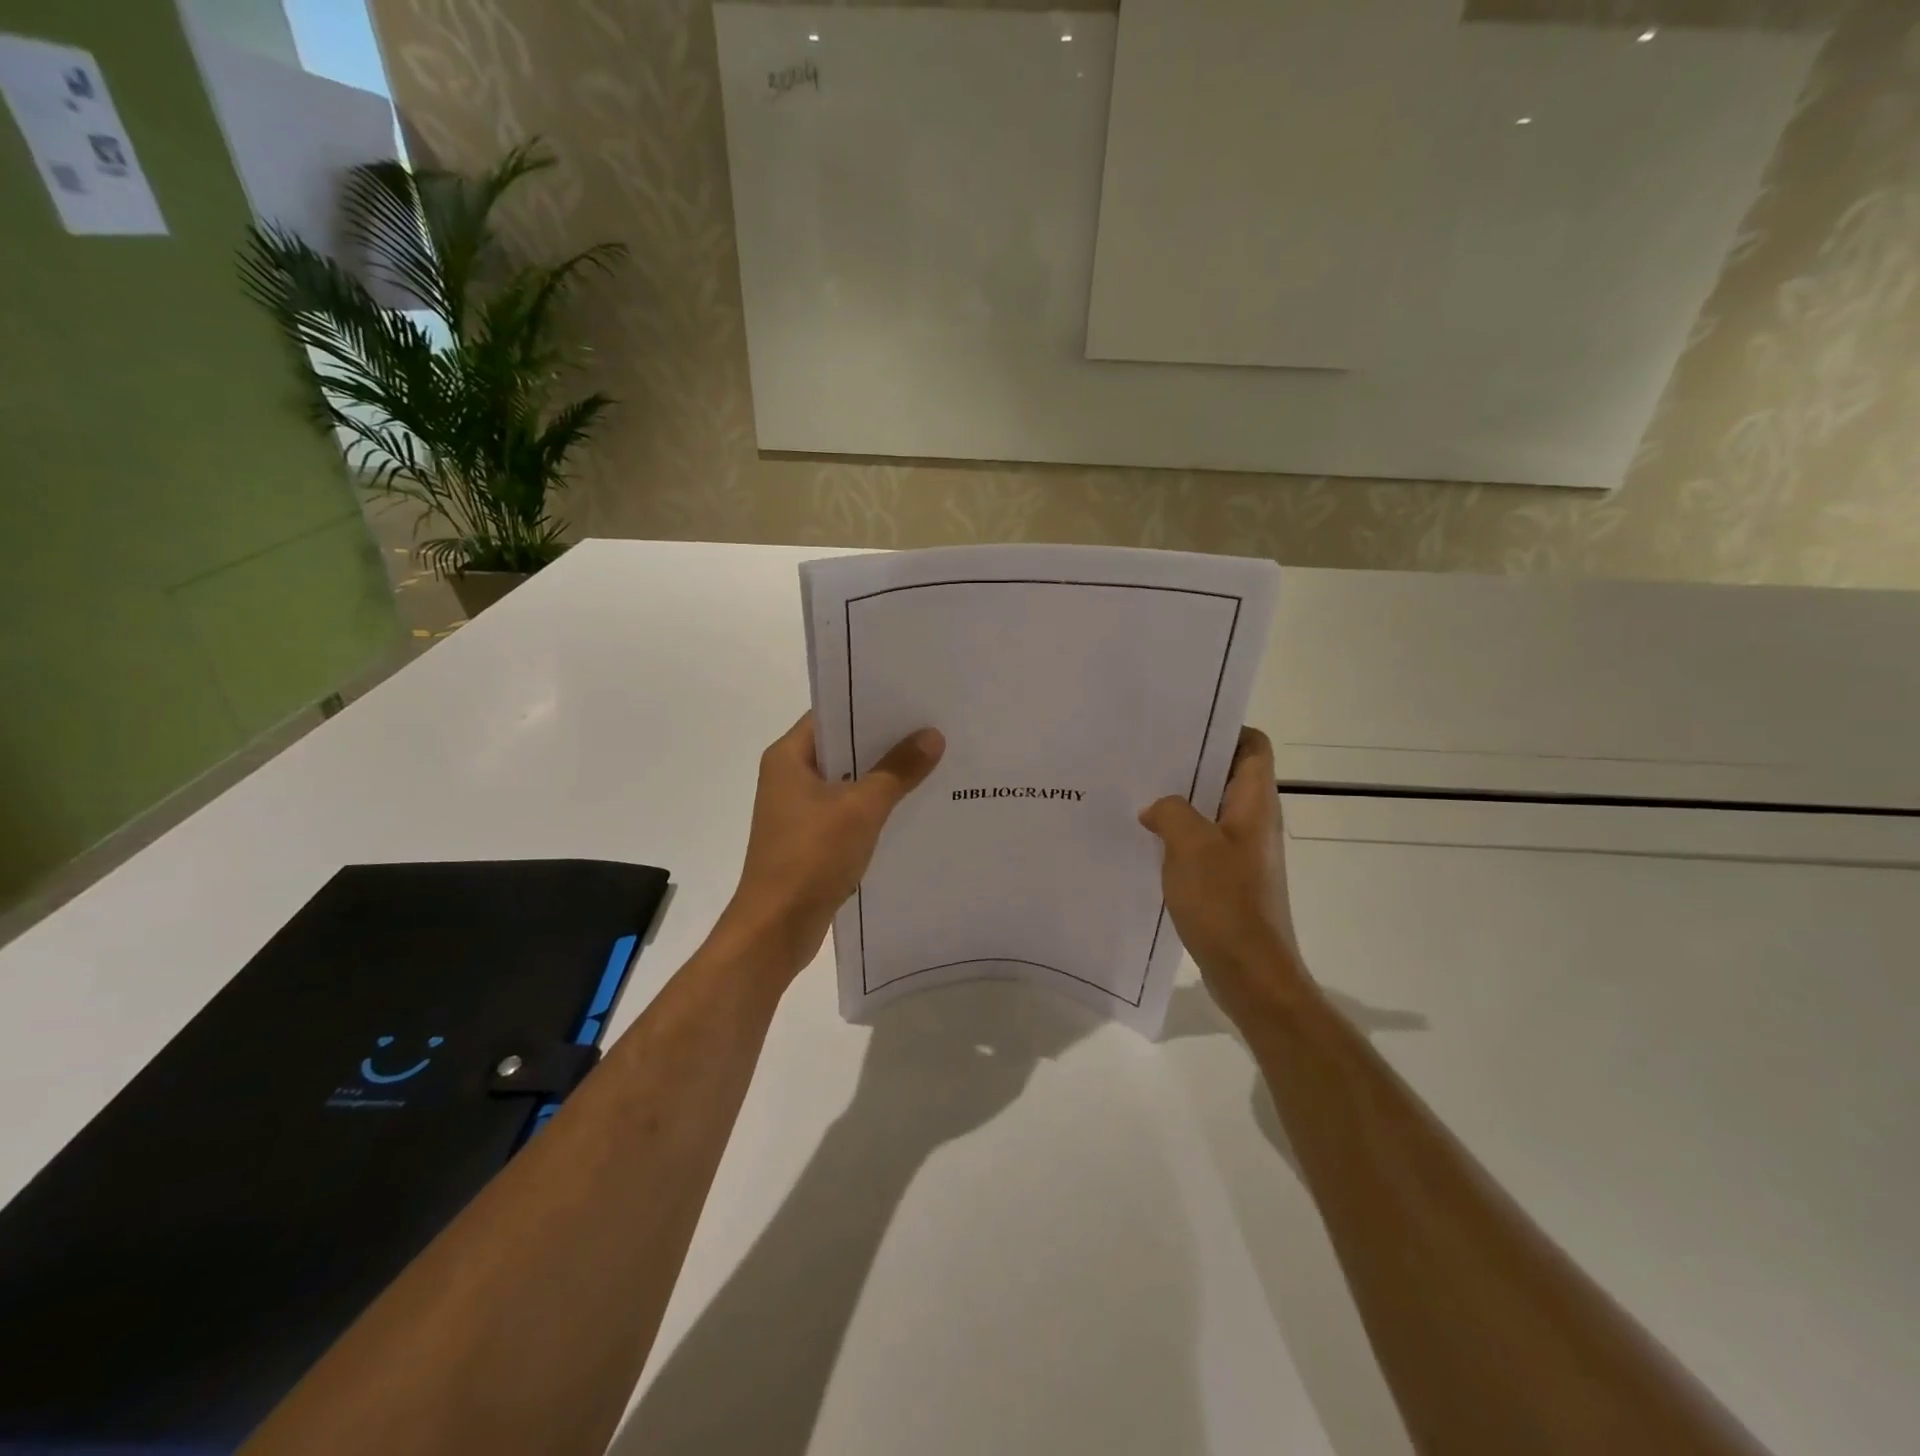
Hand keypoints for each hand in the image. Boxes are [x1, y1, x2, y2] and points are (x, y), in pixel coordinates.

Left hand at [717, 712, 944, 981]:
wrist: (776, 928)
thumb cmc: (811, 857)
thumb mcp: (861, 808)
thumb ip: (897, 770)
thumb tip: (932, 736)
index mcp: (789, 757)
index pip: (832, 714)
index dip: (870, 705)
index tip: (912, 700)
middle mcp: (789, 777)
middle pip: (842, 747)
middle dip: (885, 742)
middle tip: (932, 729)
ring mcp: (798, 811)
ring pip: (847, 782)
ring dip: (882, 777)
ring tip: (931, 763)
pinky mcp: (810, 839)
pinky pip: (847, 812)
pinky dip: (874, 808)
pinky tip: (911, 807)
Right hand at [1139, 727, 1306, 1025]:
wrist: (1249, 972)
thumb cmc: (1225, 902)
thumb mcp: (1190, 845)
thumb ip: (1170, 811)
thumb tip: (1156, 808)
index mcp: (1254, 804)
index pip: (1252, 746)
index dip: (1224, 729)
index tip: (1182, 727)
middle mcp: (1253, 821)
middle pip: (1225, 775)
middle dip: (1188, 764)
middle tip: (1145, 757)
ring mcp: (1241, 852)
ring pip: (1209, 810)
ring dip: (1178, 802)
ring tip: (1136, 794)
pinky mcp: (1227, 879)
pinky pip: (1201, 843)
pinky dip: (1176, 836)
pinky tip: (1144, 840)